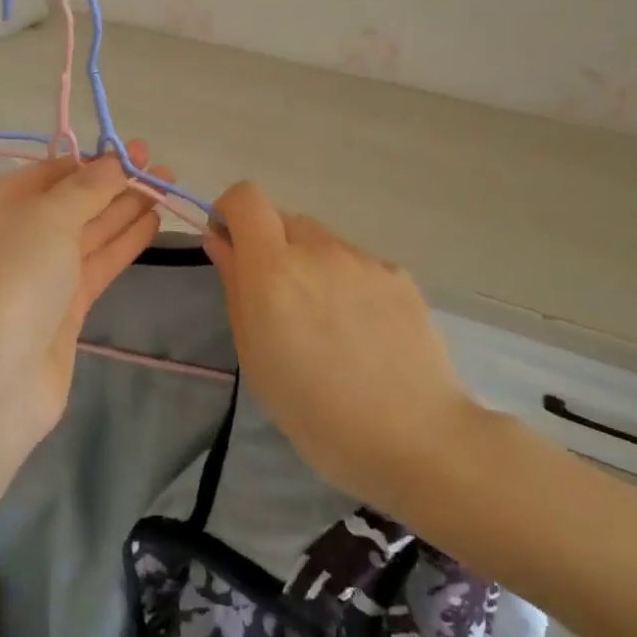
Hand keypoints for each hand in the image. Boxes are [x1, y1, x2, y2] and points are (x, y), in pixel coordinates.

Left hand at [0, 143, 168, 436]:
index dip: (93, 161)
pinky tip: (153, 223)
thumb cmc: (10, 276)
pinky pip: (93, 265)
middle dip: (114, 185)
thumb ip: (88, 188)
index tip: (135, 151)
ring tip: (167, 187)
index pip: (48, 173)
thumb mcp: (48, 217)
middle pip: (69, 202)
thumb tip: (114, 162)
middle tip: (159, 168)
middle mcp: (7, 235)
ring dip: (124, 211)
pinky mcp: (59, 310)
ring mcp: (34, 275)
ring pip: (85, 234)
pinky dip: (121, 244)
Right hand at [202, 181, 479, 516]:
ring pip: (322, 242)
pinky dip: (346, 283)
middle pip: (283, 220)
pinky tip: (363, 332)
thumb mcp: (255, 355)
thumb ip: (235, 286)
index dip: (231, 211)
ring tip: (328, 325)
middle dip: (270, 247)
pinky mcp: (398, 275)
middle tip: (280, 303)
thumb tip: (220, 241)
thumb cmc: (315, 412)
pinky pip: (356, 264)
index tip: (230, 245)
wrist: (416, 439)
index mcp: (274, 269)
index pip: (246, 198)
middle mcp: (319, 250)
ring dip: (310, 266)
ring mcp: (364, 260)